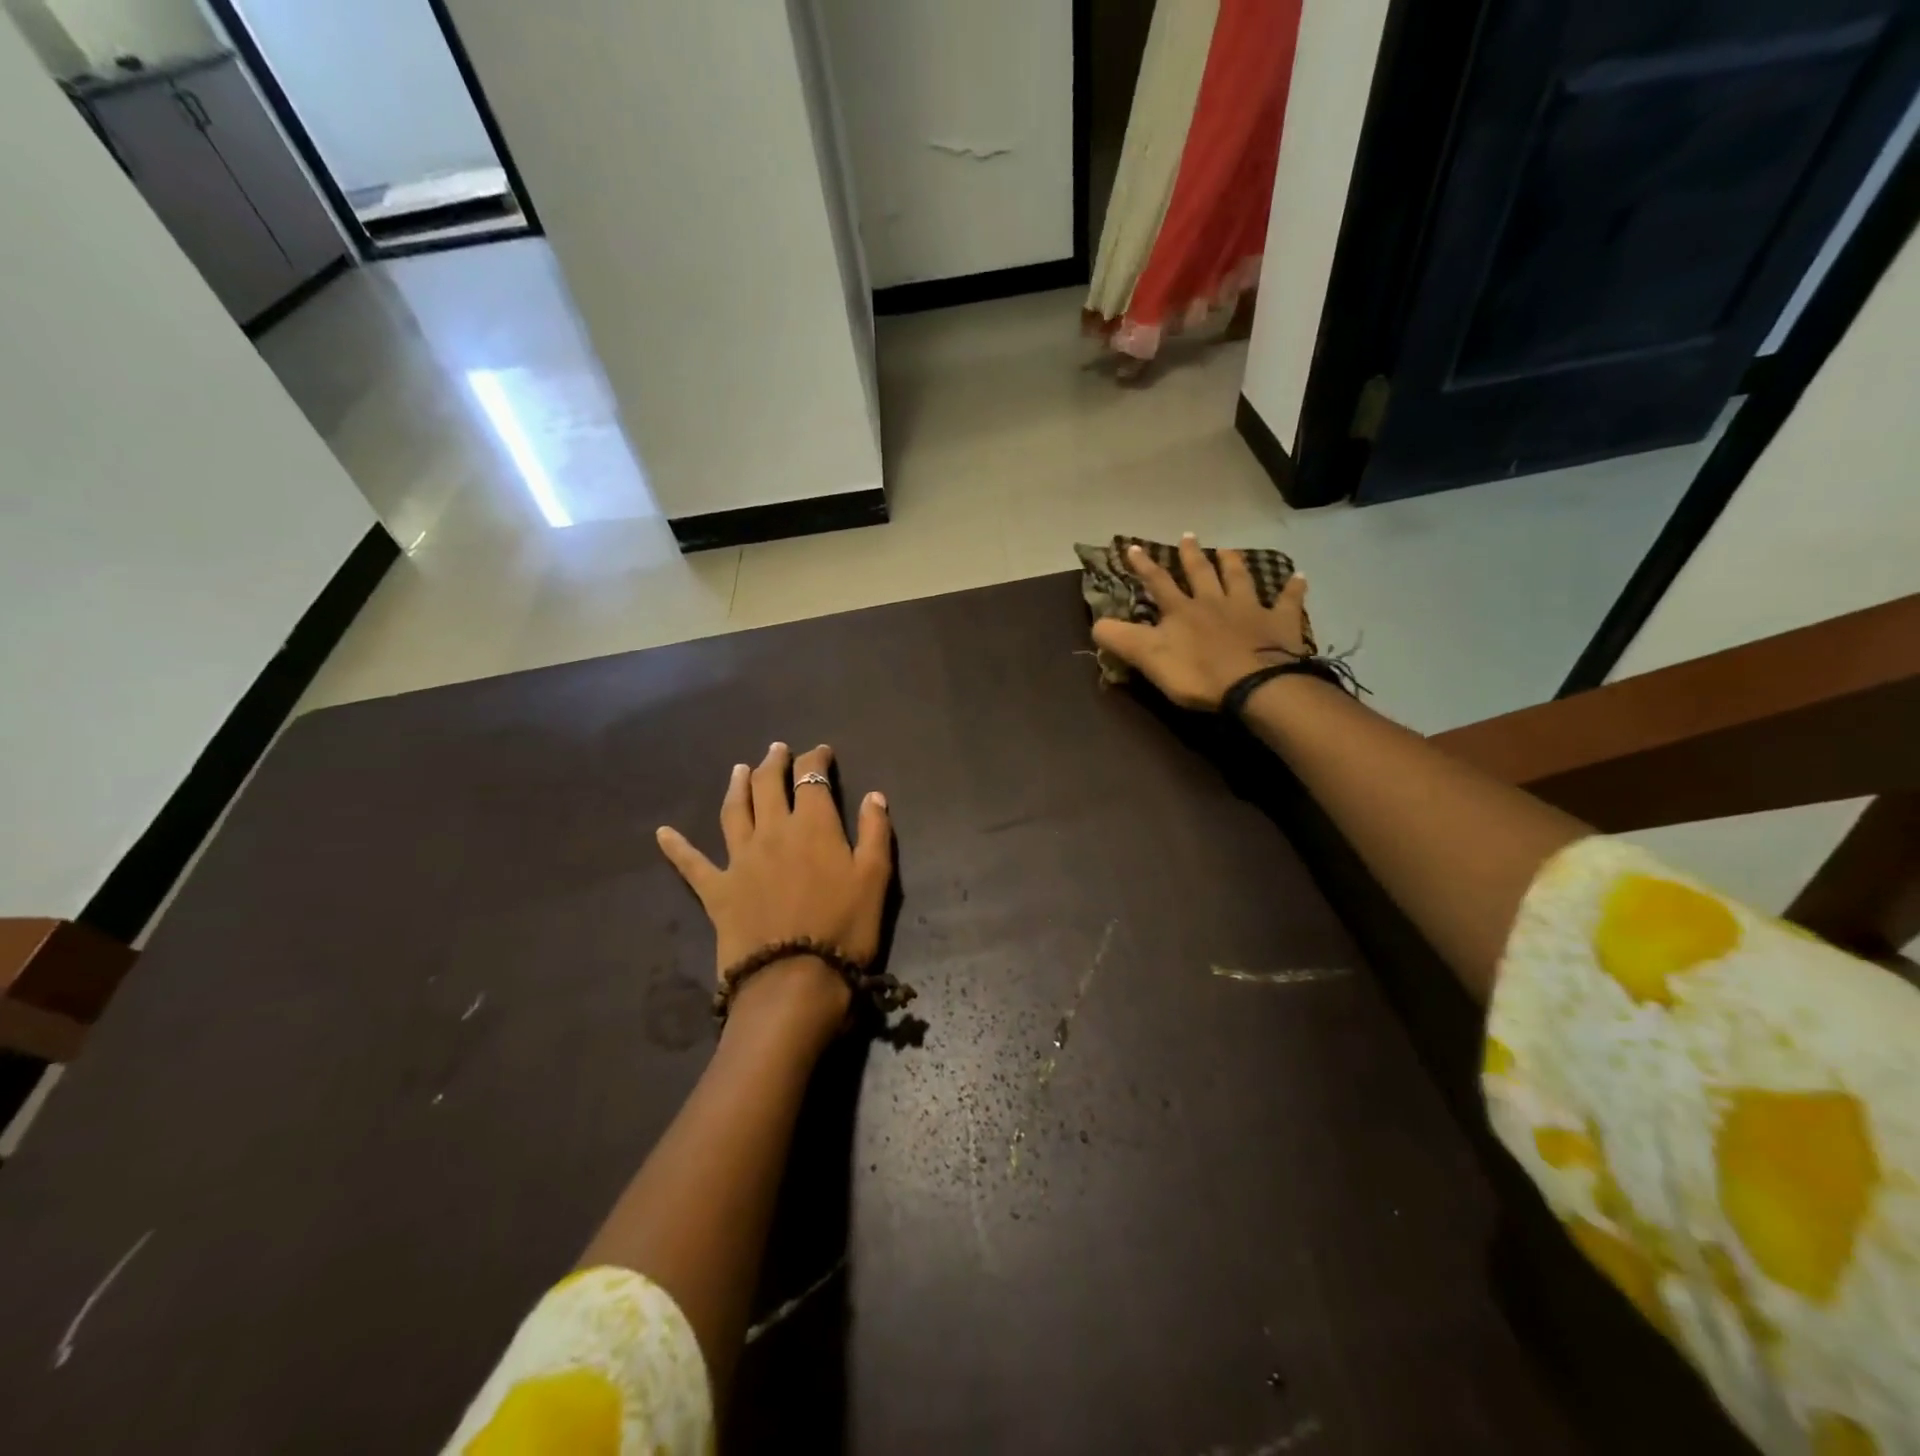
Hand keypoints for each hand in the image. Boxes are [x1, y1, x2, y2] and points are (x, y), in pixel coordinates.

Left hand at [656, 744, 892, 1040]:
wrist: (794, 980)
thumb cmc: (844, 928)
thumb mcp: (875, 878)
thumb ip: (875, 832)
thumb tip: (874, 795)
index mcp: (812, 825)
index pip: (811, 778)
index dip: (815, 759)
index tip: (820, 751)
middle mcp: (772, 832)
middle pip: (768, 786)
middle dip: (774, 763)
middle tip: (777, 749)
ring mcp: (739, 859)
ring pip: (734, 811)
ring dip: (737, 786)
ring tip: (740, 769)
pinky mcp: (717, 890)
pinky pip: (691, 864)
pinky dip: (677, 847)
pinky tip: (662, 834)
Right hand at [1091, 534, 1314, 710]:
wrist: (1254, 684)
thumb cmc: (1198, 673)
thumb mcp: (1149, 658)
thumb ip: (1121, 640)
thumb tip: (1095, 623)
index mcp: (1181, 611)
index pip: (1158, 583)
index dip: (1144, 566)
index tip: (1133, 547)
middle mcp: (1214, 602)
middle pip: (1201, 573)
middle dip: (1190, 555)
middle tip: (1188, 536)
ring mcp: (1249, 610)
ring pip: (1240, 579)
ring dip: (1233, 563)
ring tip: (1228, 549)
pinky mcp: (1279, 624)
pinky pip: (1287, 601)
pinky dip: (1292, 588)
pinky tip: (1299, 576)